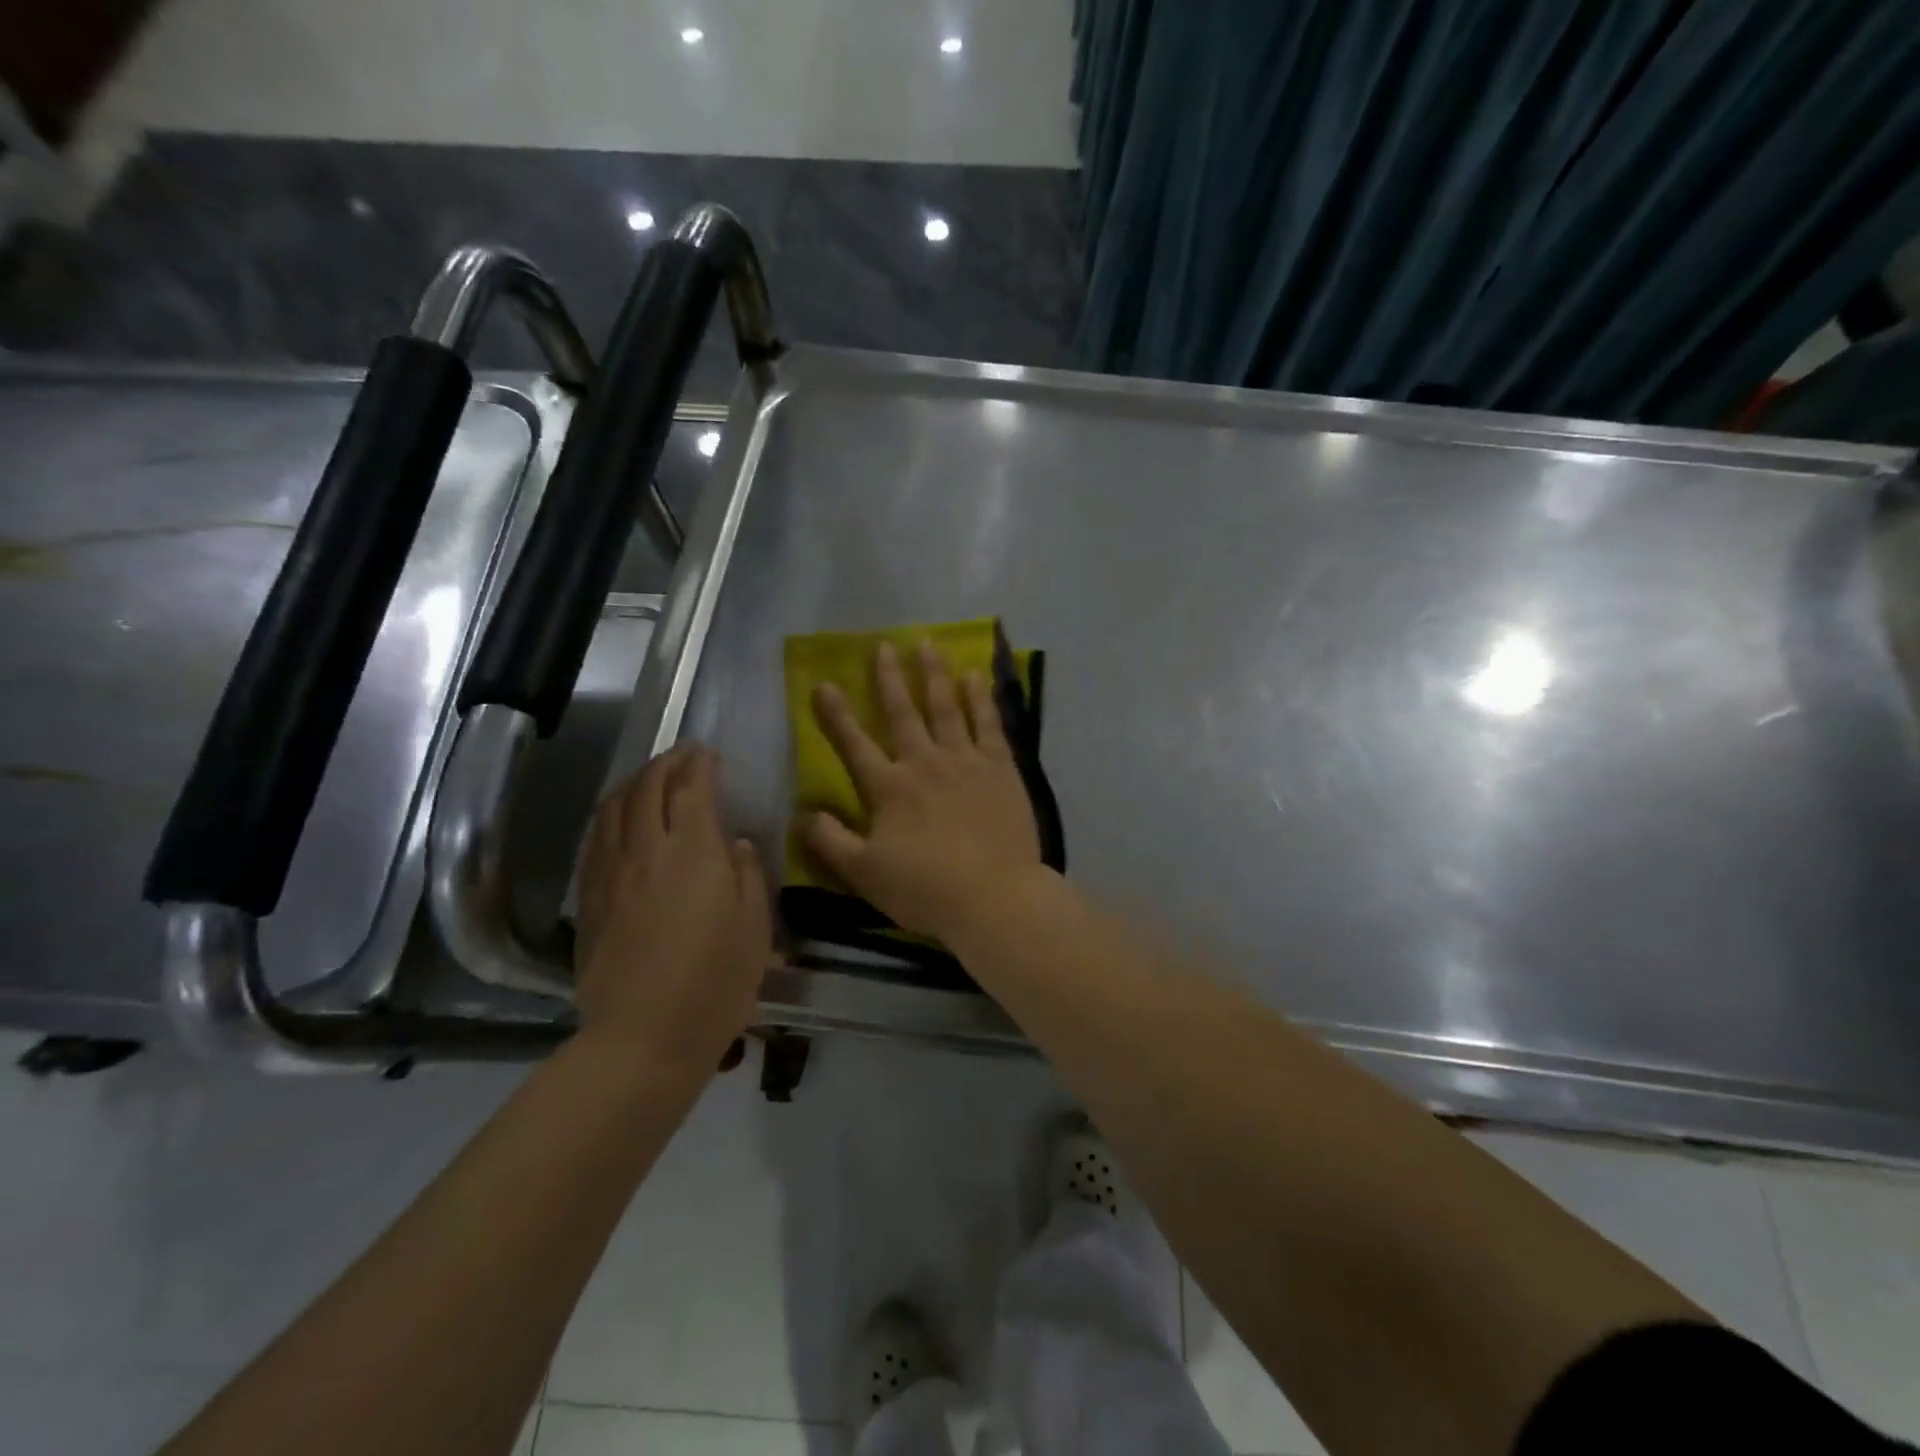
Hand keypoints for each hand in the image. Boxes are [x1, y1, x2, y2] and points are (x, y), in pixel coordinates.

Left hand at [574, 744, 770, 1072]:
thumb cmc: (715, 982)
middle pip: (646, 787)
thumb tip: (733, 844)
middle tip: (683, 756)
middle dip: (665, 763)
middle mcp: (645, 849)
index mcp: (692, 850)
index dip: (699, 763)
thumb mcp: (755, 925)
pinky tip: (619, 821)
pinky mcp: (589, 898)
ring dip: (633, 782)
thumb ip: (747, 874)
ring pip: (613, 808)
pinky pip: (595, 839)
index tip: (708, 752)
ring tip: (650, 779)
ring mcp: (609, 872)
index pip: (691, 787)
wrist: (643, 1037)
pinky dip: (609, 815)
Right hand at [805, 640, 1045, 940]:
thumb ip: (830, 841)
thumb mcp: (864, 874)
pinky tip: (975, 676)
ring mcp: (966, 761)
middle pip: (902, 713)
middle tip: (883, 645)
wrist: (995, 897)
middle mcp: (924, 763)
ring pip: (946, 707)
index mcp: (889, 789)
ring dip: (934, 674)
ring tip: (927, 645)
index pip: (854, 744)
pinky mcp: (1001, 768)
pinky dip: (981, 698)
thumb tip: (801, 813)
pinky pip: (989, 723)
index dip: (836, 714)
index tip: (823, 683)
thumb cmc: (926, 890)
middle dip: (889, 678)